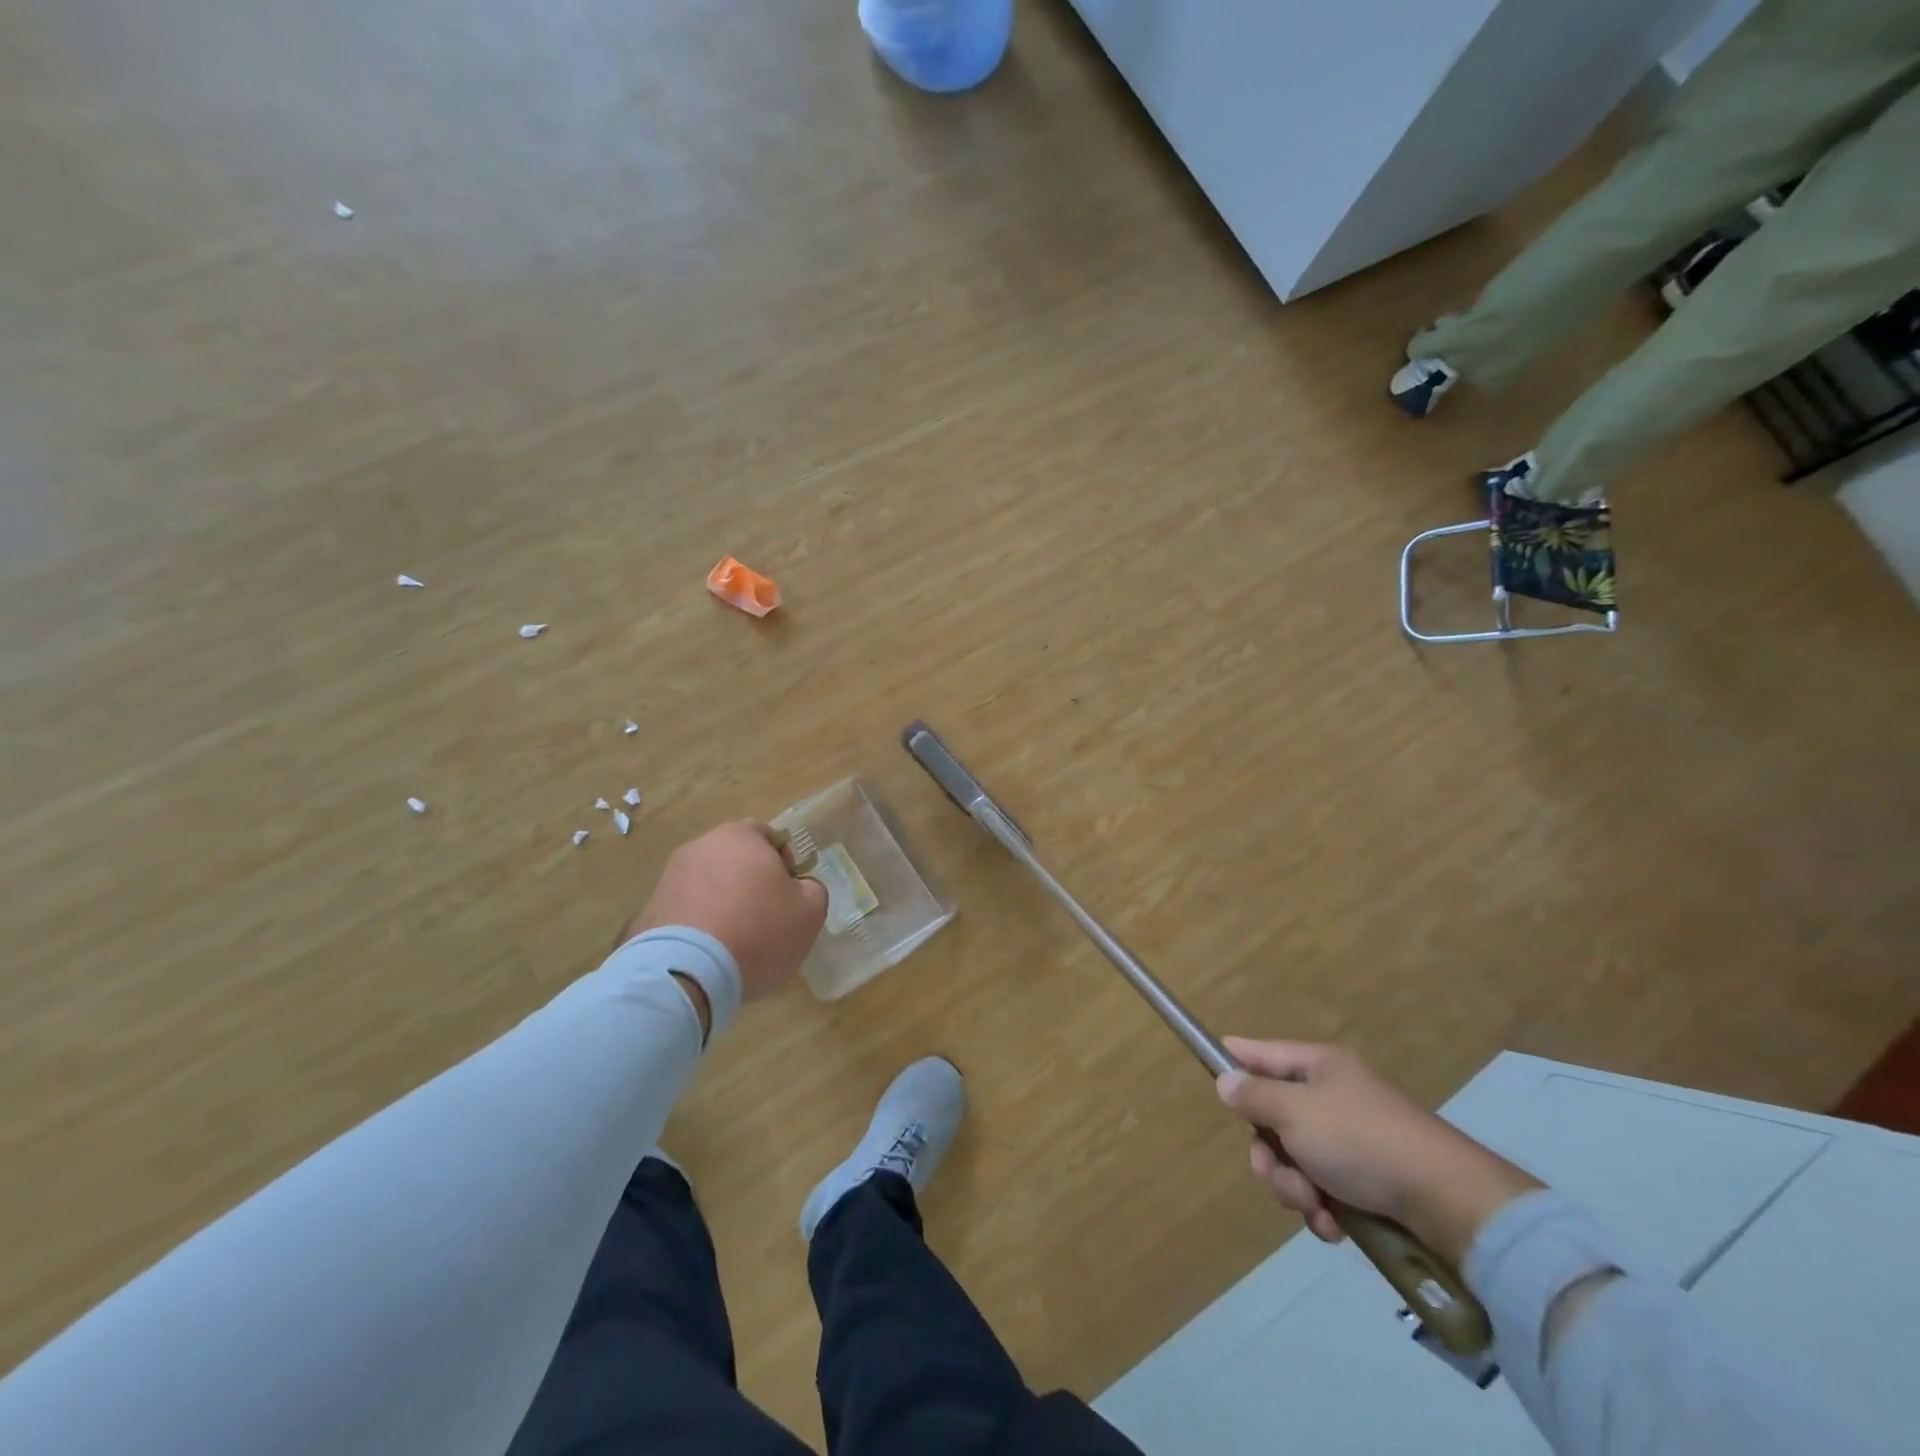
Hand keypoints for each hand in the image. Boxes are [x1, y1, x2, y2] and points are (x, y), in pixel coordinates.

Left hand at [622, 821, 827, 1005]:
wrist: (686, 973)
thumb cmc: (758, 931)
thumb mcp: (810, 911)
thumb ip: (811, 890)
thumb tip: (798, 889)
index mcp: (739, 836)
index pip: (768, 836)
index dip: (783, 864)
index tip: (788, 895)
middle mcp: (699, 847)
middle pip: (734, 861)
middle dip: (749, 885)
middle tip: (765, 921)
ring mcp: (667, 879)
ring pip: (707, 887)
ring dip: (721, 907)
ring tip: (733, 945)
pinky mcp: (646, 913)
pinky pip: (683, 915)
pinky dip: (697, 930)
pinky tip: (707, 958)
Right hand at [1216, 1038, 1540, 1265]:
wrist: (1448, 1202)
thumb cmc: (1360, 1140)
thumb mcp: (1295, 1112)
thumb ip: (1254, 1096)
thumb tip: (1226, 1080)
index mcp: (1319, 1066)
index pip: (1262, 1053)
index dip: (1235, 1061)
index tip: (1211, 1073)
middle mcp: (1334, 1096)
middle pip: (1274, 1117)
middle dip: (1269, 1153)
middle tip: (1276, 1174)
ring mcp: (1352, 1139)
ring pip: (1296, 1159)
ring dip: (1294, 1187)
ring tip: (1314, 1207)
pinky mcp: (1369, 1180)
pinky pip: (1324, 1189)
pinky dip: (1322, 1208)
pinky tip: (1333, 1225)